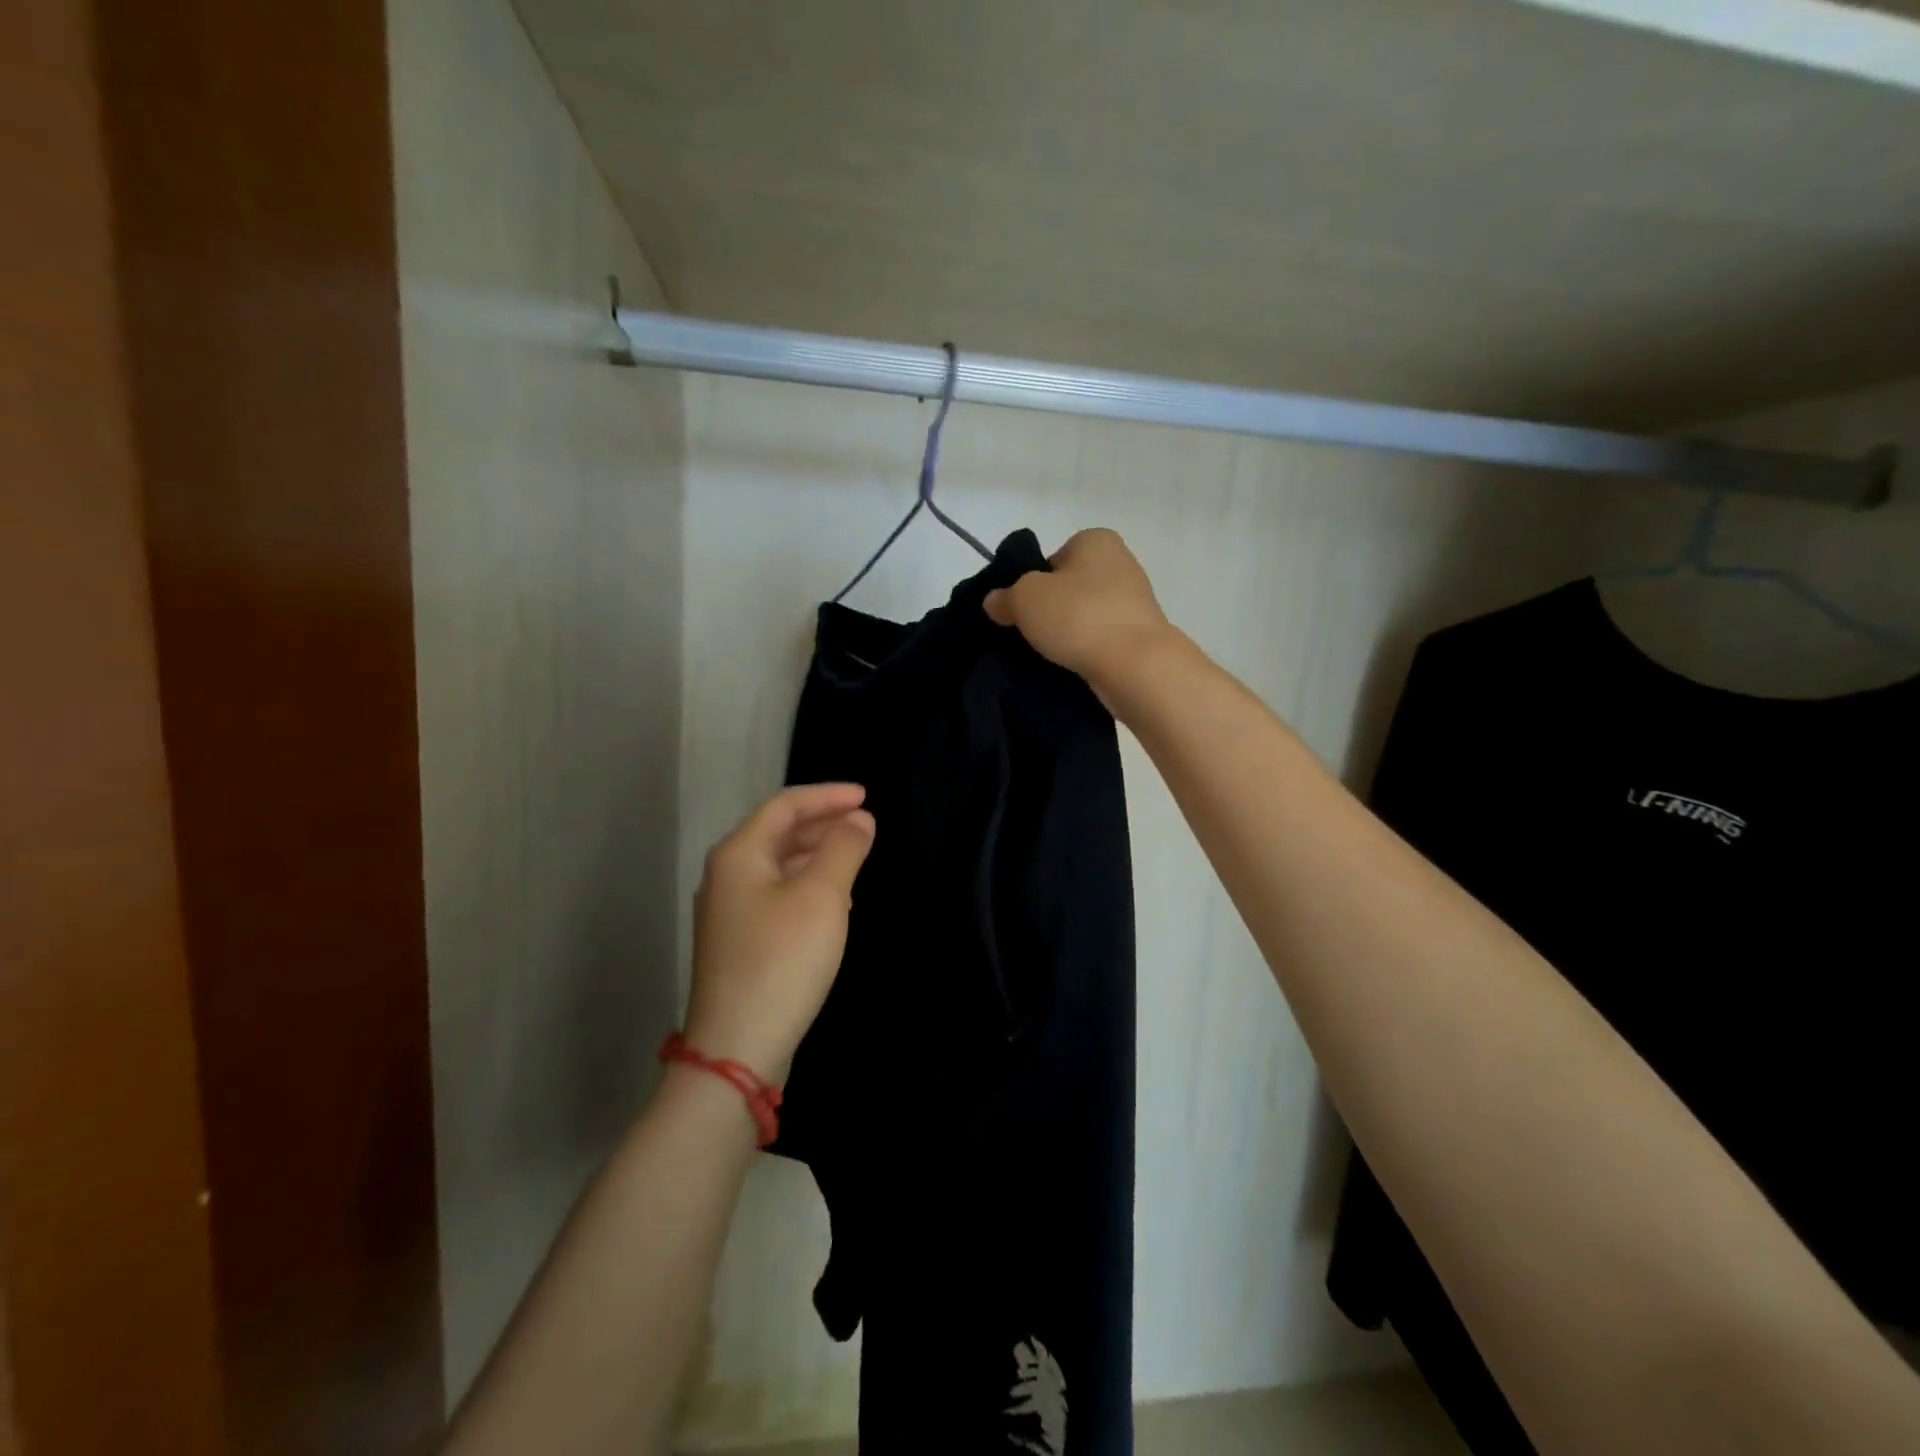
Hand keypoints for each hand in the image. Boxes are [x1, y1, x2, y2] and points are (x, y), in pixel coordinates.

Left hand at [684, 784, 876, 1083]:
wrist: (738, 1047)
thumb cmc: (783, 959)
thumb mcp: (823, 897)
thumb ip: (844, 849)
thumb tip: (859, 819)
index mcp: (739, 854)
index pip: (785, 806)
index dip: (827, 795)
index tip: (866, 796)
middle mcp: (726, 876)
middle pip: (778, 832)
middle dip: (823, 823)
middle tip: (865, 823)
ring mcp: (729, 912)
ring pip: (778, 865)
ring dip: (817, 854)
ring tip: (855, 856)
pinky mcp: (739, 942)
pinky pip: (777, 895)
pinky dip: (807, 885)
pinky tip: (834, 901)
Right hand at [983, 528, 1176, 699]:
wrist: (1134, 665)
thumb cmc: (1079, 616)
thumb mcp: (1024, 599)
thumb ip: (1004, 597)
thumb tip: (995, 602)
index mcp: (1096, 540)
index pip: (1053, 558)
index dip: (1032, 583)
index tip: (1023, 610)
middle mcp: (1121, 563)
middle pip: (1069, 588)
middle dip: (1050, 610)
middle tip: (1032, 634)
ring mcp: (1134, 602)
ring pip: (1085, 616)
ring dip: (1068, 633)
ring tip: (1051, 654)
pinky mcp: (1139, 635)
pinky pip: (1100, 639)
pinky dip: (1086, 650)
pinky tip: (1072, 666)